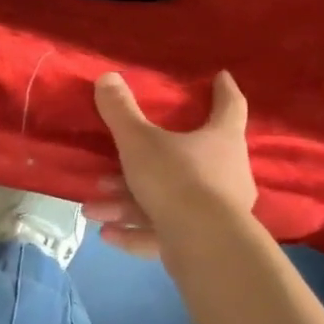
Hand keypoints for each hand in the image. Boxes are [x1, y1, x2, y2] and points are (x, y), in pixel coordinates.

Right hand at [84, 70, 257, 258]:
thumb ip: (121, 111)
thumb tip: (107, 77)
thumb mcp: (139, 141)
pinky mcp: (202, 243)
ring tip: (94, 208)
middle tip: (118, 159)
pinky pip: (163, 232)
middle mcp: (226, 173)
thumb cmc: (177, 179)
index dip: (224, 90)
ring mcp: (217, 212)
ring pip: (166, 200)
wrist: (204, 246)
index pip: (230, 106)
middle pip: (187, 158)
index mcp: (221, 140)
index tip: (221, 76)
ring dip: (128, 203)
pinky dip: (135, 232)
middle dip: (147, 161)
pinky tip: (106, 234)